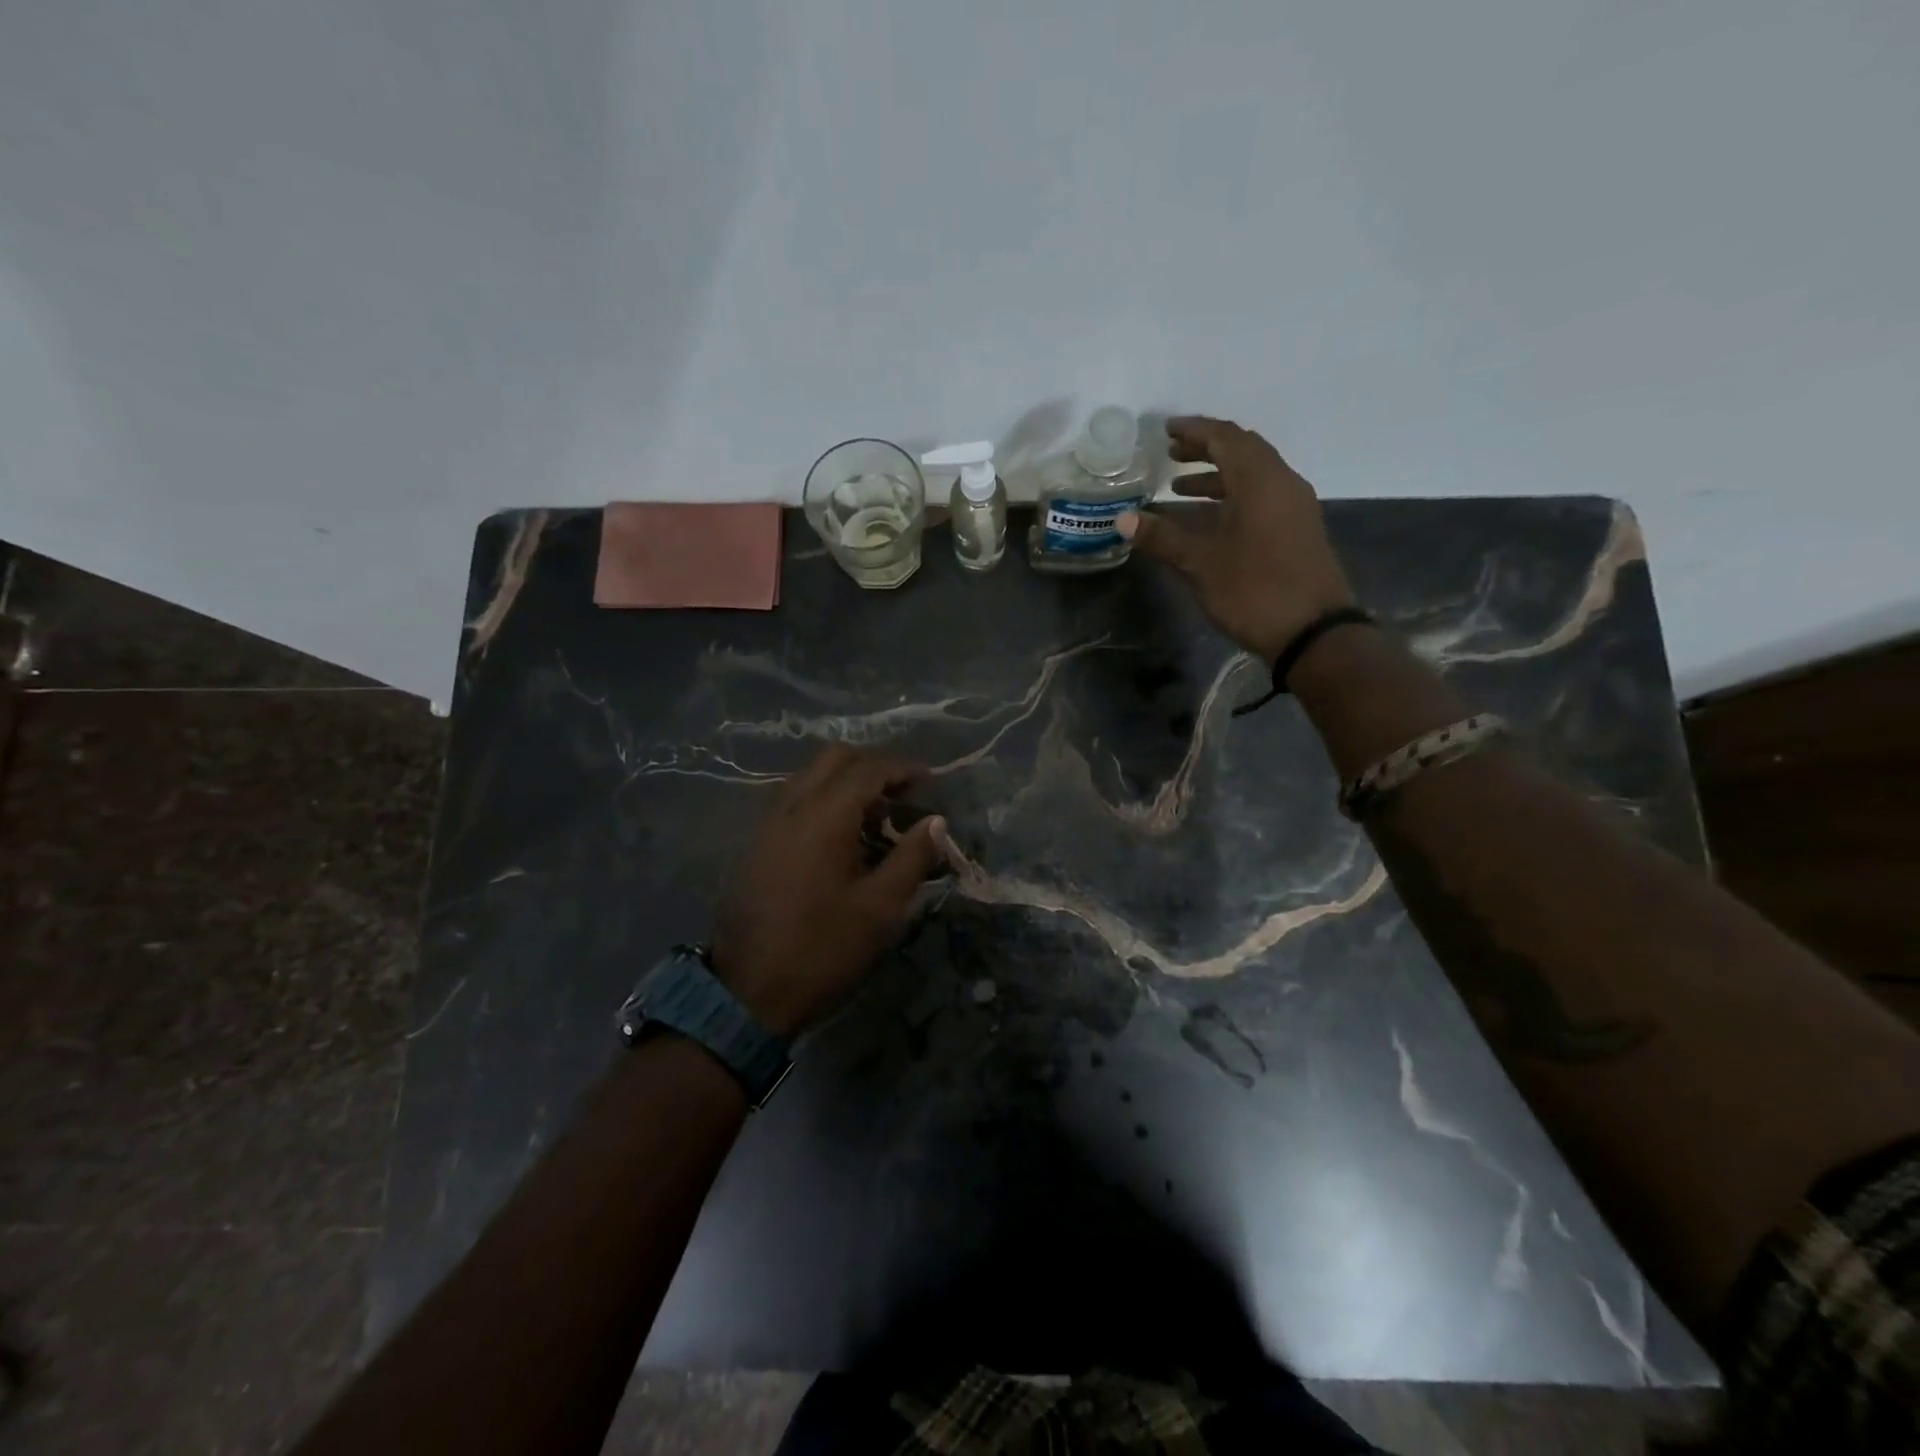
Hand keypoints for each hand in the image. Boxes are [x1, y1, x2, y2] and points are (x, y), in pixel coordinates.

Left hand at [711, 746, 945, 1038]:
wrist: (746, 994)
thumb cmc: (822, 950)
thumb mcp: (880, 909)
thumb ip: (912, 858)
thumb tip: (936, 822)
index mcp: (823, 818)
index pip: (867, 770)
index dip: (903, 769)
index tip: (931, 782)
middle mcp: (790, 808)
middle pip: (834, 759)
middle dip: (873, 767)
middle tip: (903, 794)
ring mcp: (766, 825)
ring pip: (810, 778)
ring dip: (846, 784)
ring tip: (877, 818)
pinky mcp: (755, 845)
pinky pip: (793, 802)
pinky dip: (823, 802)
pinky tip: (842, 839)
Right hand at [1118, 416, 1356, 662]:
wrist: (1313, 632)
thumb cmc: (1255, 590)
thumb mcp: (1202, 564)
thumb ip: (1163, 538)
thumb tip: (1124, 520)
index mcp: (1261, 481)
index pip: (1226, 438)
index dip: (1194, 430)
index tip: (1165, 430)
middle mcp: (1282, 483)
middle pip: (1243, 451)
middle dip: (1206, 449)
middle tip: (1171, 455)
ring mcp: (1294, 507)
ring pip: (1253, 475)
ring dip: (1217, 476)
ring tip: (1180, 488)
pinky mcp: (1297, 530)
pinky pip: (1261, 496)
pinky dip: (1232, 496)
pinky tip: (1209, 519)